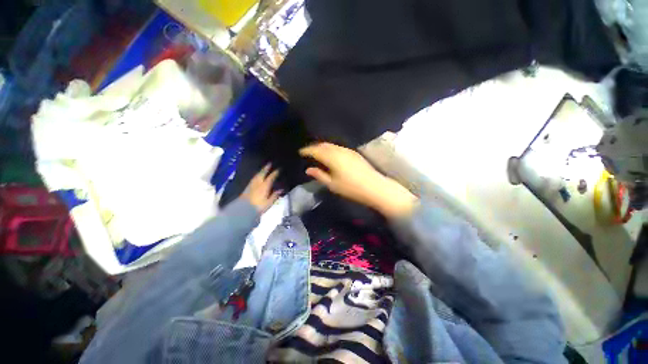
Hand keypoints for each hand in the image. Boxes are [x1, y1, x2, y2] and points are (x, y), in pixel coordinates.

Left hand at [241, 164, 281, 212]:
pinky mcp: (247, 188)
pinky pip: (253, 179)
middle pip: (262, 173)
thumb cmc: (258, 207)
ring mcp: (251, 185)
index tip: (279, 169)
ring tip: (264, 168)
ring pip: (257, 175)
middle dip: (266, 168)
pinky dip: (256, 176)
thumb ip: (274, 195)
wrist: (243, 210)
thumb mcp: (268, 203)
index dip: (275, 173)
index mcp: (264, 186)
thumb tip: (281, 189)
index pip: (270, 178)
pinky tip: (257, 176)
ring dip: (261, 171)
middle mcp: (258, 183)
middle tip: (269, 163)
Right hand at [299, 143, 416, 217]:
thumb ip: (319, 175)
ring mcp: (348, 151)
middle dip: (314, 147)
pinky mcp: (354, 153)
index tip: (300, 152)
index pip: (316, 150)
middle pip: (324, 145)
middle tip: (307, 152)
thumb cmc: (351, 188)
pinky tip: (330, 155)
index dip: (307, 150)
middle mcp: (339, 150)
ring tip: (317, 153)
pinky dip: (331, 149)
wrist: (374, 187)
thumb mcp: (332, 184)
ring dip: (323, 147)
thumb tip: (308, 169)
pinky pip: (338, 147)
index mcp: (332, 158)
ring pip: (332, 145)